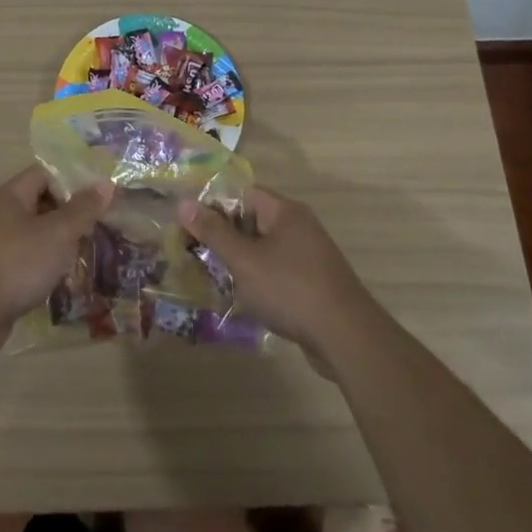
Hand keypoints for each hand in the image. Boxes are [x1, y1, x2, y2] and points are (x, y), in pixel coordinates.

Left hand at [0, 166, 110, 356]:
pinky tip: (67, 276)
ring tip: (90, 250)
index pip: (46, 172)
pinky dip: (48, 263)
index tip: (102, 194)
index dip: (74, 179)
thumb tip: (105, 184)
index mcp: (12, 195)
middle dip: (72, 213)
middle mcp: (2, 214)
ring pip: (38, 232)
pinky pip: (30, 257)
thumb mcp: (57, 233)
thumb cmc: (17, 264)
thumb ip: (82, 209)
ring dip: (62, 240)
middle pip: (43, 201)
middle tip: (102, 224)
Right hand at [178, 186, 381, 362]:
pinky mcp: (313, 283)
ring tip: (213, 278)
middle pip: (252, 221)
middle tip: (195, 254)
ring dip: (240, 262)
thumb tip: (185, 203)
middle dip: (224, 237)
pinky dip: (259, 280)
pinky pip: (277, 271)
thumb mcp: (244, 260)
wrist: (346, 337)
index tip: (190, 227)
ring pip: (263, 249)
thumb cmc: (290, 289)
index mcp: (284, 212)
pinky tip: (243, 299)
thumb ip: (214, 232)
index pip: (242, 194)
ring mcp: (309, 256)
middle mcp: (299, 226)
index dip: (214, 206)